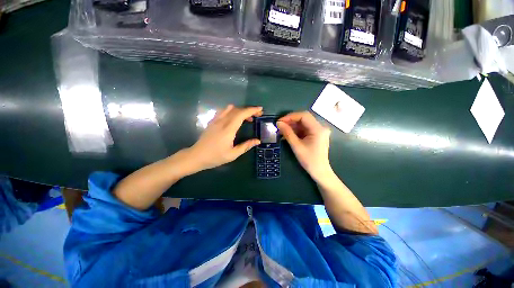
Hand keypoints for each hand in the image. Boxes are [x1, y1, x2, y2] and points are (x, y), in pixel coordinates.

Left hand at [189, 105, 262, 170]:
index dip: (252, 110)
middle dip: (249, 110)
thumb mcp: (233, 154)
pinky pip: (223, 111)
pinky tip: (234, 118)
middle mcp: (222, 122)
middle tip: (257, 115)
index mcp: (228, 129)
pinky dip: (231, 111)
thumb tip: (257, 141)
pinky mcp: (212, 121)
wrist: (196, 156)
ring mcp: (216, 120)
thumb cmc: (215, 157)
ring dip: (240, 110)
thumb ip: (246, 146)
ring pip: (230, 109)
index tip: (260, 110)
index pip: (241, 114)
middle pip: (237, 110)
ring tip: (246, 118)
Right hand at [277, 111, 331, 181]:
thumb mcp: (296, 146)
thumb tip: (278, 123)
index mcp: (318, 129)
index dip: (290, 116)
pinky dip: (295, 131)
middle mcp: (320, 127)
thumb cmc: (309, 160)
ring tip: (281, 130)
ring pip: (303, 123)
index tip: (280, 121)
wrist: (320, 171)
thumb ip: (287, 133)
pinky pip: (304, 129)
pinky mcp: (316, 135)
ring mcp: (318, 131)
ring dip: (292, 126)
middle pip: (304, 118)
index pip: (304, 116)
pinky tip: (287, 134)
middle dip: (290, 121)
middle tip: (279, 126)